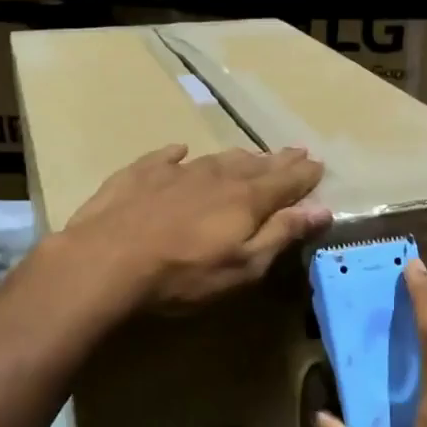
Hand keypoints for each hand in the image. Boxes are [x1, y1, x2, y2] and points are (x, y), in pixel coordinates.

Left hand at [62, 143, 330, 310]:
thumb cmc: (182, 275)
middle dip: (277, 160)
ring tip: (250, 155)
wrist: (105, 262)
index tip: (318, 164)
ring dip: (237, 157)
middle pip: (254, 165)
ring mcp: (174, 172)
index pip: (284, 181)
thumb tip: (321, 209)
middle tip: (295, 152)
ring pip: (215, 158)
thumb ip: (281, 235)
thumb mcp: (242, 266)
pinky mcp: (138, 175)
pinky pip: (165, 157)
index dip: (304, 174)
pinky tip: (180, 151)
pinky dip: (177, 154)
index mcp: (245, 199)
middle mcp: (214, 176)